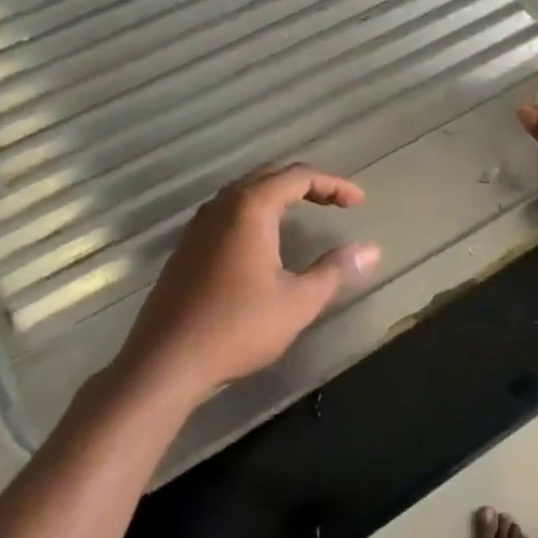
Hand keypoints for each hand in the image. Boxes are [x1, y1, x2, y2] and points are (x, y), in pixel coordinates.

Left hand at [116, 164, 380, 400]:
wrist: (166, 361)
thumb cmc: (238, 327)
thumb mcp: (298, 301)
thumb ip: (335, 270)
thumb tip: (371, 250)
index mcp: (251, 208)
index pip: (298, 177)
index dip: (333, 185)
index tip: (358, 203)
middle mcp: (222, 206)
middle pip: (270, 176)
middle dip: (308, 183)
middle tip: (337, 202)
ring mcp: (199, 225)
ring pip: (245, 191)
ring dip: (279, 194)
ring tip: (305, 210)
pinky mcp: (186, 247)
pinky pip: (228, 211)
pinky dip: (256, 210)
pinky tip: (264, 238)